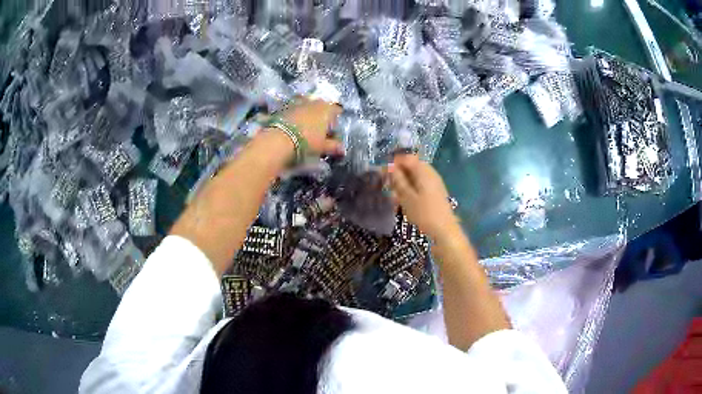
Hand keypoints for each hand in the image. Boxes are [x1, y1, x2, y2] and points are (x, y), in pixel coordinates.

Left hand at [277, 97, 343, 155]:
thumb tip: (342, 149)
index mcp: (326, 109)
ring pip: (307, 106)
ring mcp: (298, 102)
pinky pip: (295, 109)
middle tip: (320, 130)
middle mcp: (314, 102)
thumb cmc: (307, 142)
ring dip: (308, 114)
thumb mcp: (323, 146)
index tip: (333, 131)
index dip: (336, 120)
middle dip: (322, 115)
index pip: (337, 110)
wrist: (279, 139)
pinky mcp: (285, 107)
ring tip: (306, 128)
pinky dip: (296, 115)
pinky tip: (294, 126)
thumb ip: (334, 146)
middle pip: (321, 106)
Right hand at [387, 154, 460, 241]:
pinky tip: (405, 202)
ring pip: (415, 177)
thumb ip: (398, 180)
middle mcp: (430, 173)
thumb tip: (390, 167)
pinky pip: (420, 185)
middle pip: (411, 166)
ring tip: (394, 197)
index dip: (394, 163)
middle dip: (398, 174)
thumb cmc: (424, 214)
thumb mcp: (406, 197)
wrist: (445, 230)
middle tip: (388, 186)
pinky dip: (411, 190)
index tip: (383, 174)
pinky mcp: (436, 192)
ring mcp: (434, 182)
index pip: (407, 158)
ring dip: (404, 183)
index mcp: (424, 171)